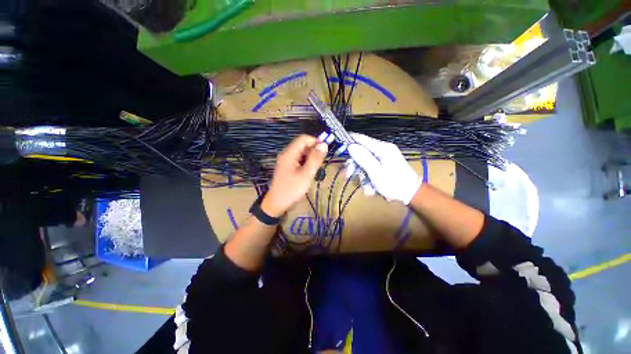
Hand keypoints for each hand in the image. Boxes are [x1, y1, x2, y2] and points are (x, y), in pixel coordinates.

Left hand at [261, 135, 327, 216]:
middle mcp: (287, 154)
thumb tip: (324, 145)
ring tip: (317, 168)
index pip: (303, 139)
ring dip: (311, 157)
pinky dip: (307, 163)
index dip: (315, 141)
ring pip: (302, 153)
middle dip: (314, 150)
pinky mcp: (288, 168)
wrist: (277, 204)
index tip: (325, 150)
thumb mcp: (306, 174)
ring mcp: (287, 161)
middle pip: (302, 145)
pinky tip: (310, 171)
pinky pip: (299, 160)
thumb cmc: (292, 189)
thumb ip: (315, 159)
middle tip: (321, 162)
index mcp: (289, 154)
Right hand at [347, 133, 420, 204]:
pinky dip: (368, 178)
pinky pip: (370, 168)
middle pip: (361, 152)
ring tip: (366, 188)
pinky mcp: (383, 164)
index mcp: (382, 148)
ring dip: (361, 175)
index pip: (361, 138)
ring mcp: (383, 158)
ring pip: (364, 162)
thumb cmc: (393, 183)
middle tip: (348, 175)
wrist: (411, 193)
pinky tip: (371, 188)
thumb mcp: (376, 172)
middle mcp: (382, 150)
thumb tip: (351, 146)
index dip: (349, 141)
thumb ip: (363, 158)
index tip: (339, 148)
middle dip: (354, 165)